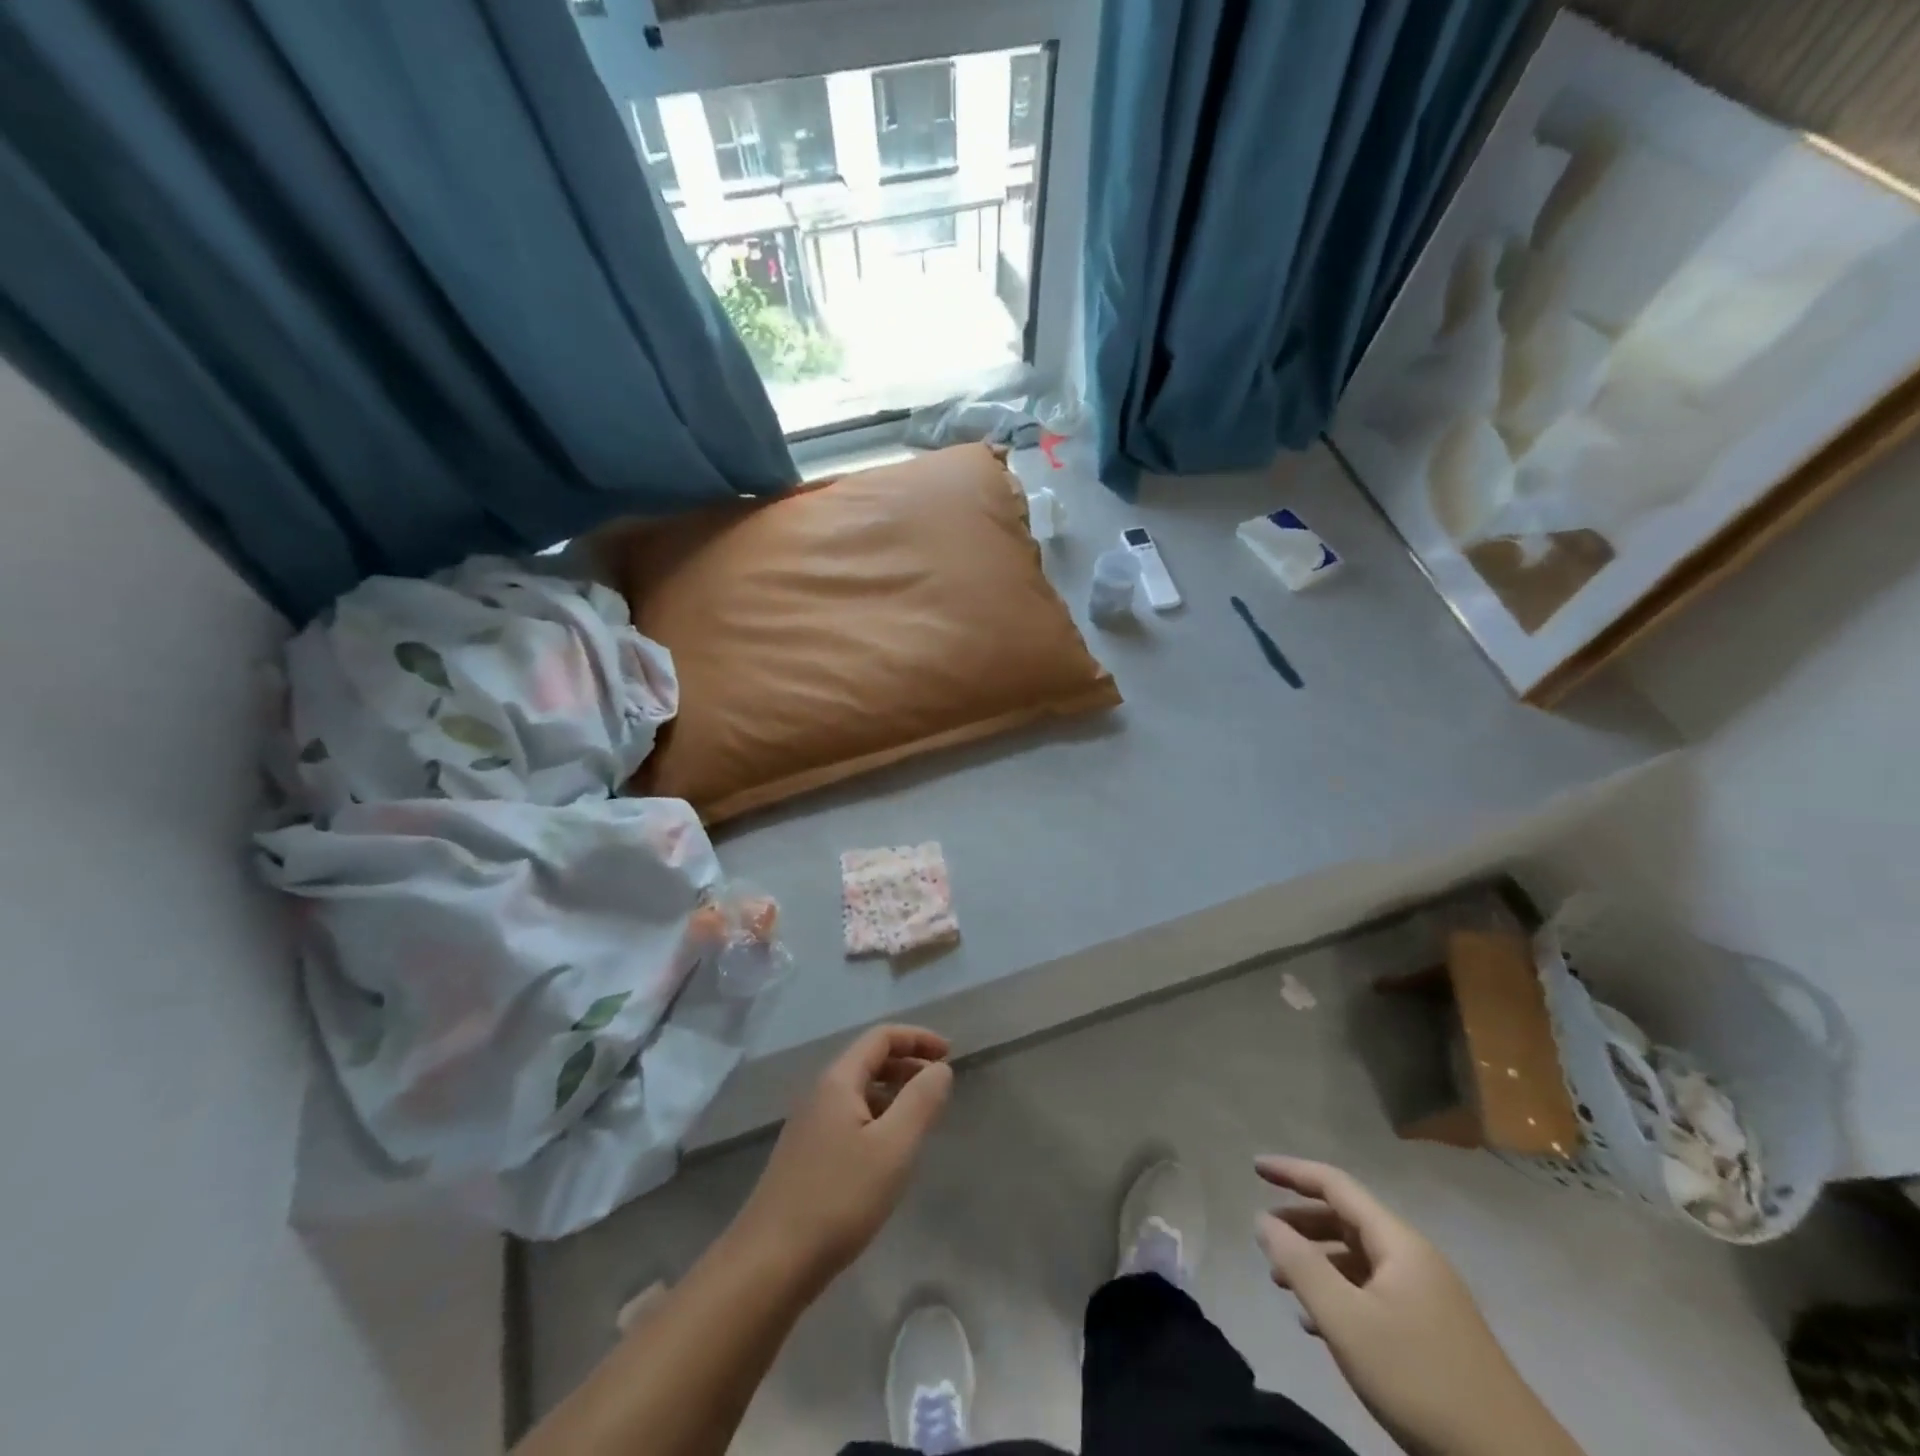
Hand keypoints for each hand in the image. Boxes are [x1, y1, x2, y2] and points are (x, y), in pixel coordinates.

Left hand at [733, 1026, 952, 1288]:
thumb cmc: (838, 1198)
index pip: (881, 1037)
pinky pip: (850, 1119)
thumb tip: (940, 1068)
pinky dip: (878, 1118)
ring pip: (859, 1092)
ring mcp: (809, 1126)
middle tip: (940, 1085)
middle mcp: (820, 1094)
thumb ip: (920, 1101)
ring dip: (893, 1093)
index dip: (918, 1038)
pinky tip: (889, 1152)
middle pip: (868, 1061)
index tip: (950, 1053)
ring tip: (921, 1118)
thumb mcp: (893, 1148)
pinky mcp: (806, 1157)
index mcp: (838, 1081)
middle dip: (908, 1064)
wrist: (769, 1264)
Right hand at [1254, 1157, 1581, 1455]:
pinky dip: (1340, 1294)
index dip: (1292, 1171)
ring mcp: (1429, 1298)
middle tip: (1264, 1235)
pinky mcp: (1435, 1335)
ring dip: (1318, 1262)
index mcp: (1399, 1243)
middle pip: (1347, 1219)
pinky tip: (1319, 1324)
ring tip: (1283, 1282)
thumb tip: (1264, 1220)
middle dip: (1301, 1221)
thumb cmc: (1420, 1381)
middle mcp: (1415, 1259)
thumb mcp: (1347, 1321)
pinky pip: (1374, 1293)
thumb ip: (1299, 1265)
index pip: (1336, 1185)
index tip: (1253, 1168)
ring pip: (1359, 1259)